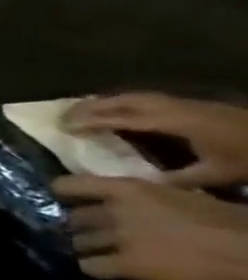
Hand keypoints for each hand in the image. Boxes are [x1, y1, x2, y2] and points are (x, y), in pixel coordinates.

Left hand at [52, 174, 247, 279]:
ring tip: (100, 252)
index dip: (64, 195)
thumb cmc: (228, 220)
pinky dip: (94, 268)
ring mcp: (119, 238)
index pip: (67, 185)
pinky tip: (105, 269)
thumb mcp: (177, 195)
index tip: (67, 201)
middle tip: (94, 234)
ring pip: (80, 242)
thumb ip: (143, 198)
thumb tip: (124, 200)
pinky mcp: (130, 265)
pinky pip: (92, 266)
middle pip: (74, 218)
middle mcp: (113, 211)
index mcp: (126, 189)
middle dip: (82, 227)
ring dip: (88, 247)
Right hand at [63, 93, 247, 188]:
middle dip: (89, 108)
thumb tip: (137, 183)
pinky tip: (119, 113)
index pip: (121, 118)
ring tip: (82, 112)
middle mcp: (173, 107)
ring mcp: (184, 103)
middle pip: (121, 100)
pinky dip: (123, 103)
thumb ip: (176, 178)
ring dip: (104, 103)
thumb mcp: (218, 174)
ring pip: (133, 96)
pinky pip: (146, 99)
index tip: (63, 127)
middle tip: (62, 118)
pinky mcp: (194, 105)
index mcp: (174, 122)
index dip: (90, 121)